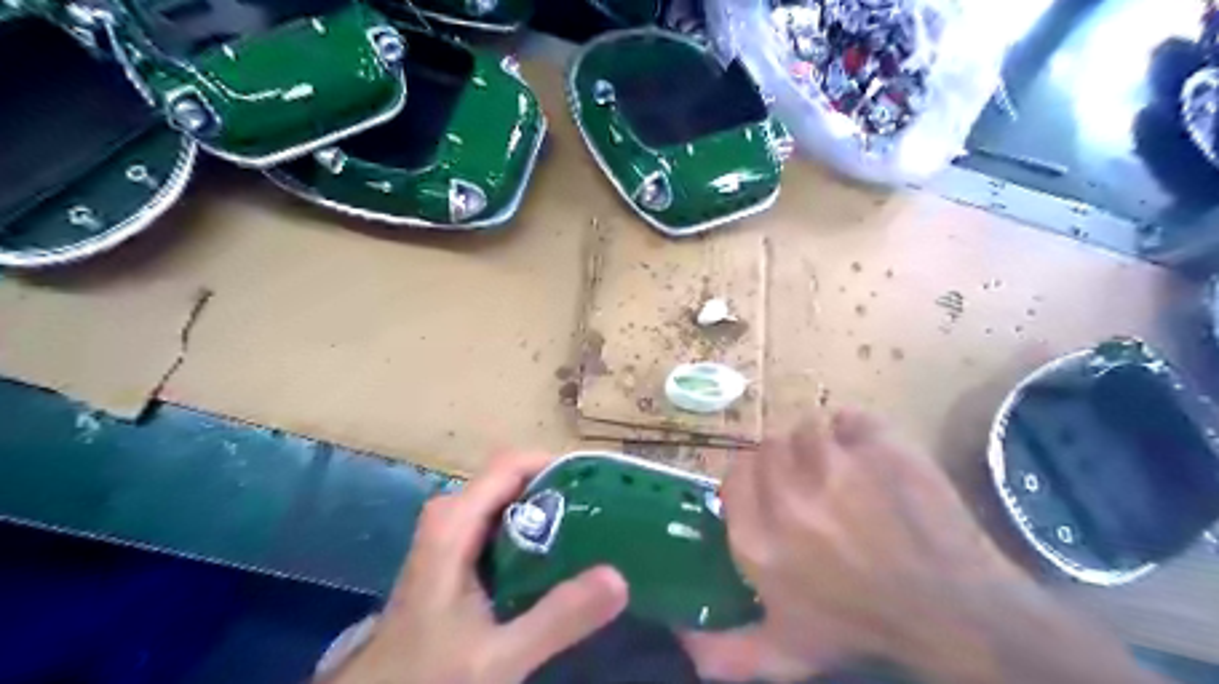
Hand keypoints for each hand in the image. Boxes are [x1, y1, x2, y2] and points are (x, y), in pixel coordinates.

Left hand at [325, 455, 627, 683]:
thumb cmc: (429, 675)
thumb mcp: (497, 656)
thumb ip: (556, 618)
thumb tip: (619, 578)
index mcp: (454, 521)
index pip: (512, 464)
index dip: (557, 464)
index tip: (600, 485)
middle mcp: (451, 515)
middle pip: (513, 479)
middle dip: (559, 490)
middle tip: (605, 514)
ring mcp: (451, 533)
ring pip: (508, 501)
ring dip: (549, 510)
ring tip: (592, 531)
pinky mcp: (455, 554)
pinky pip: (502, 523)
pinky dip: (533, 531)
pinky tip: (559, 558)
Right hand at [684, 408, 1024, 680]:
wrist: (955, 611)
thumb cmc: (862, 628)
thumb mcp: (786, 652)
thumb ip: (724, 653)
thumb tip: (677, 635)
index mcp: (758, 541)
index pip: (733, 476)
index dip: (754, 481)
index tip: (776, 494)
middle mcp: (787, 498)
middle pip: (769, 447)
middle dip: (788, 465)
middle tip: (816, 490)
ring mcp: (836, 466)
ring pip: (808, 430)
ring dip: (823, 449)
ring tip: (847, 478)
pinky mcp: (879, 444)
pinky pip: (850, 419)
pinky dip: (857, 433)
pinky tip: (872, 460)